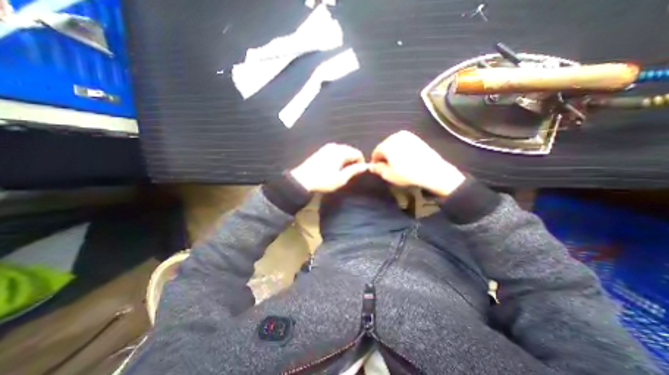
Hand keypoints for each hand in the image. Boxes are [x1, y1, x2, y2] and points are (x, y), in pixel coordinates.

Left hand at [290, 143, 368, 191]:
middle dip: (353, 160)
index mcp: (341, 152)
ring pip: (343, 150)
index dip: (361, 162)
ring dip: (346, 159)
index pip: (357, 153)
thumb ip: (354, 171)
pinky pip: (335, 151)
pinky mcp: (321, 150)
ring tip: (343, 170)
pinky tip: (335, 166)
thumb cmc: (323, 180)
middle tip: (351, 173)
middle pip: (350, 150)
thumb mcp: (341, 178)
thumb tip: (365, 166)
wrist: (302, 180)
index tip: (359, 172)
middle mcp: (335, 146)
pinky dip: (339, 157)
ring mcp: (327, 147)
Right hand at [365, 130, 466, 196]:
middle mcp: (395, 136)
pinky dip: (401, 150)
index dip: (375, 161)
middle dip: (384, 156)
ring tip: (397, 163)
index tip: (377, 169)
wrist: (432, 171)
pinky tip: (406, 159)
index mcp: (387, 144)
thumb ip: (378, 169)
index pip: (376, 152)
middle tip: (387, 167)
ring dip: (393, 153)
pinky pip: (403, 144)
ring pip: (394, 145)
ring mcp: (407, 135)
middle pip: (385, 146)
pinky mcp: (416, 138)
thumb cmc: (407, 173)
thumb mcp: (388, 175)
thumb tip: (371, 167)